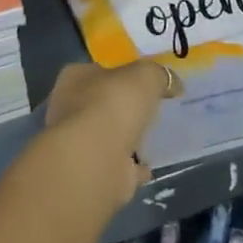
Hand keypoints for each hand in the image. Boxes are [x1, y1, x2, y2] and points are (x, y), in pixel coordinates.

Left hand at [40, 61, 179, 206]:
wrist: (95, 160)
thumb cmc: (113, 104)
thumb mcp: (145, 75)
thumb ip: (158, 75)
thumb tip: (172, 83)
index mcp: (75, 78)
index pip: (99, 70)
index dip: (122, 73)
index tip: (145, 83)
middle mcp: (69, 108)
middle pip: (102, 103)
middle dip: (124, 107)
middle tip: (152, 110)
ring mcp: (79, 143)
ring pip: (108, 135)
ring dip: (127, 138)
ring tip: (154, 137)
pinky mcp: (92, 172)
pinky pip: (118, 165)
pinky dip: (132, 166)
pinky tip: (150, 166)